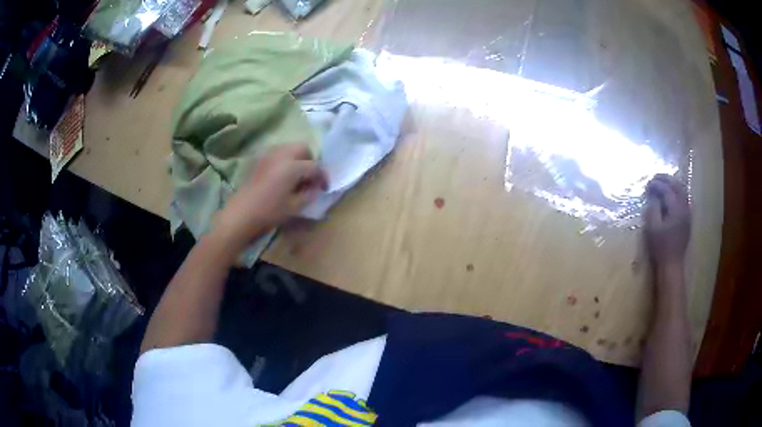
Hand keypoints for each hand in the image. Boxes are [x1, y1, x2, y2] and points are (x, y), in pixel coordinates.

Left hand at [216, 144, 326, 247]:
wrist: (241, 213)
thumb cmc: (269, 211)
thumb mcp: (294, 207)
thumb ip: (309, 194)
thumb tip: (316, 188)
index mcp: (293, 166)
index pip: (315, 166)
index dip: (323, 177)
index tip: (325, 188)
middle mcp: (282, 154)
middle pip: (303, 148)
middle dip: (310, 160)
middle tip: (310, 178)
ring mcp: (269, 155)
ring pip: (290, 148)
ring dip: (297, 158)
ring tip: (297, 176)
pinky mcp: (260, 160)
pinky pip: (278, 153)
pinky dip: (285, 159)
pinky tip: (283, 175)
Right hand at [644, 174, 690, 270]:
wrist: (672, 265)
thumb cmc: (661, 247)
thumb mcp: (653, 228)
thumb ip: (653, 209)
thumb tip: (653, 197)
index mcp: (676, 209)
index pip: (667, 190)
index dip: (657, 184)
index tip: (648, 184)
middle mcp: (684, 208)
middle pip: (677, 187)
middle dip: (666, 179)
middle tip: (655, 177)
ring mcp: (687, 214)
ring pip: (682, 192)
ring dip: (673, 185)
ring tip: (663, 184)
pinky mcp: (687, 220)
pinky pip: (684, 200)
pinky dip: (677, 194)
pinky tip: (672, 197)